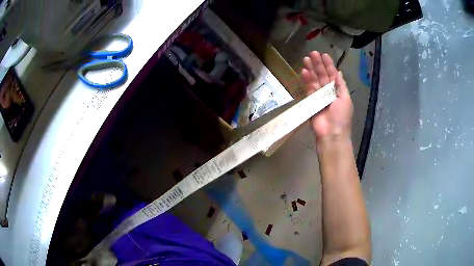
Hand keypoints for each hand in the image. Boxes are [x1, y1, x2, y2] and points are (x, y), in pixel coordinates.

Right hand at [301, 51, 352, 141]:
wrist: (331, 134)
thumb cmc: (341, 117)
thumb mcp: (345, 99)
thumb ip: (341, 85)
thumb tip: (338, 72)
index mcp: (338, 91)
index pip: (333, 74)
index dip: (329, 64)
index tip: (324, 54)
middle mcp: (328, 91)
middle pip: (322, 75)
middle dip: (318, 64)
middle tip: (312, 53)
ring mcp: (319, 96)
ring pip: (314, 80)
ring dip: (311, 69)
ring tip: (306, 59)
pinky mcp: (310, 101)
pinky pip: (308, 88)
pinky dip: (306, 80)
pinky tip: (304, 71)